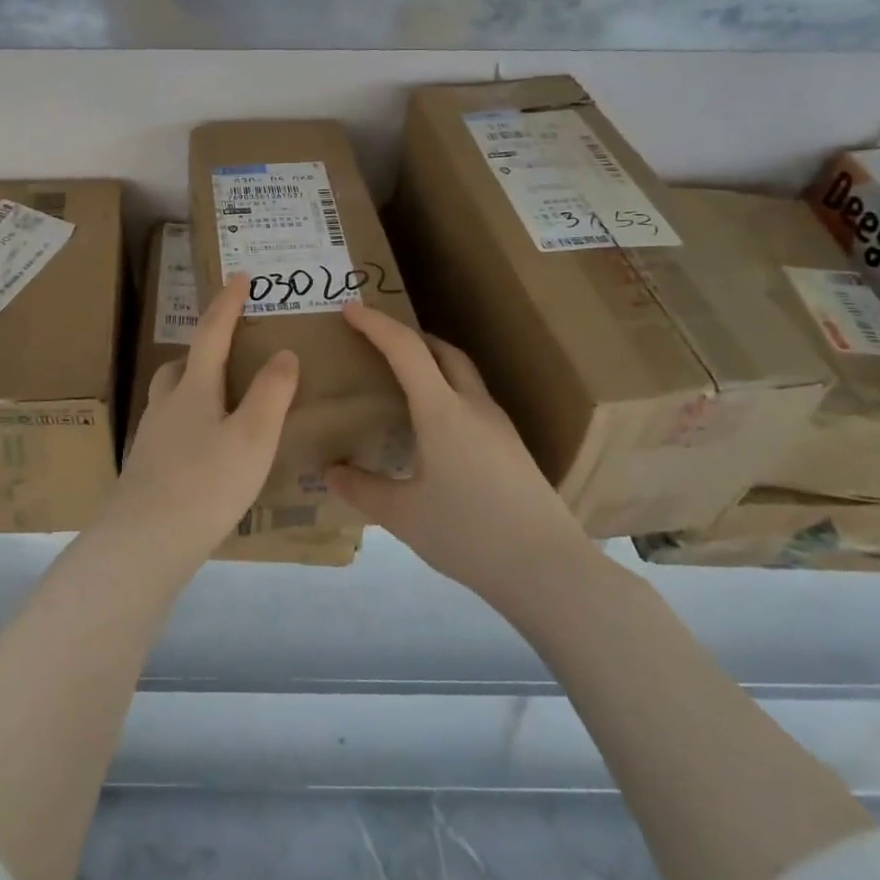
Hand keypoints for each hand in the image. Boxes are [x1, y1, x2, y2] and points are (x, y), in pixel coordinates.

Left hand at [100, 274, 299, 558]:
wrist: (144, 542)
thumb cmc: (205, 484)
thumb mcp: (253, 438)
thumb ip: (272, 393)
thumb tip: (284, 353)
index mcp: (193, 389)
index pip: (212, 333)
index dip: (227, 303)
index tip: (239, 276)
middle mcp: (166, 405)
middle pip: (182, 364)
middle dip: (205, 349)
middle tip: (231, 352)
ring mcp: (151, 437)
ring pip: (171, 397)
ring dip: (193, 387)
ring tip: (222, 404)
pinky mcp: (145, 467)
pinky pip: (169, 429)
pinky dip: (189, 424)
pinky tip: (204, 451)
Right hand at [328, 302, 597, 608]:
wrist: (548, 569)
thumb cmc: (469, 534)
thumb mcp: (404, 515)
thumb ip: (362, 488)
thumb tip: (330, 471)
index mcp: (442, 411)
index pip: (405, 350)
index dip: (376, 324)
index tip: (350, 309)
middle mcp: (473, 406)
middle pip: (441, 351)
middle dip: (407, 336)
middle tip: (377, 341)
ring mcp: (498, 425)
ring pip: (462, 373)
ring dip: (431, 362)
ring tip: (403, 379)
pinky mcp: (512, 447)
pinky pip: (472, 400)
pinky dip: (447, 391)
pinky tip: (435, 425)